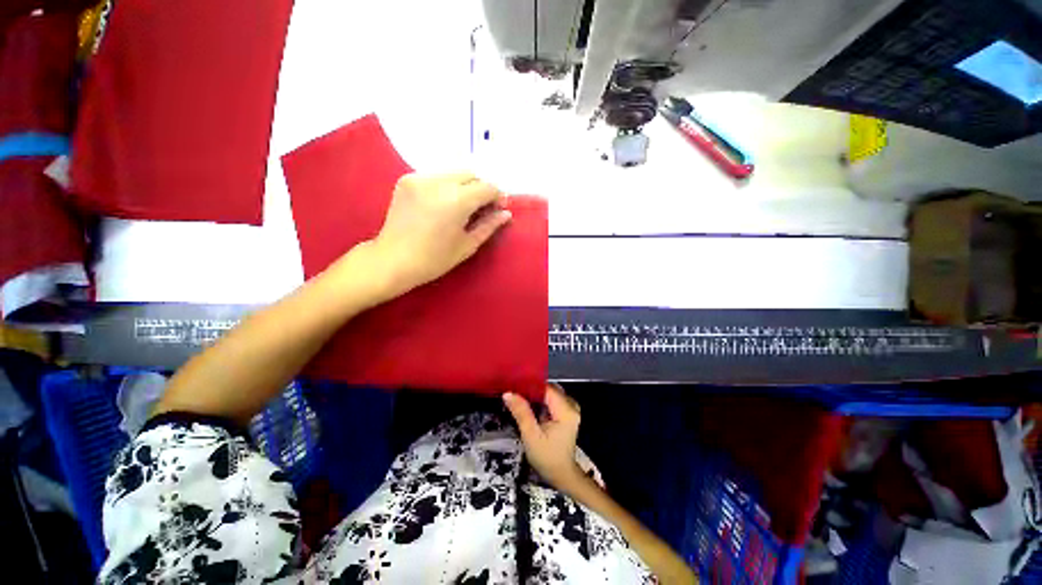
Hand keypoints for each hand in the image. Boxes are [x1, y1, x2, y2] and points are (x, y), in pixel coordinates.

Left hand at [367, 172, 511, 296]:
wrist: (392, 260)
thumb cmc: (434, 259)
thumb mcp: (467, 245)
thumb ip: (489, 226)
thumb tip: (506, 214)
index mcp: (456, 200)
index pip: (487, 187)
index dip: (497, 197)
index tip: (499, 209)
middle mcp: (439, 182)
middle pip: (471, 175)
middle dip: (481, 189)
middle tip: (481, 209)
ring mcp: (420, 178)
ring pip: (454, 173)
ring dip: (464, 186)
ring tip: (462, 207)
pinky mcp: (407, 180)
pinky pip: (436, 176)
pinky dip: (446, 186)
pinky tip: (443, 204)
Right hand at [503, 385, 585, 493]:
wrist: (561, 474)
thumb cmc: (546, 457)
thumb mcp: (531, 436)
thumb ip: (521, 412)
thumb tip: (508, 393)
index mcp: (566, 410)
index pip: (546, 389)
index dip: (530, 386)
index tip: (513, 386)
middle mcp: (571, 405)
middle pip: (548, 389)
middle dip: (531, 390)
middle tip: (513, 393)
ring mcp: (570, 408)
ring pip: (549, 393)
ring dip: (535, 395)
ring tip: (518, 398)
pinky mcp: (566, 411)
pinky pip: (551, 399)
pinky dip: (540, 400)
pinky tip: (528, 405)